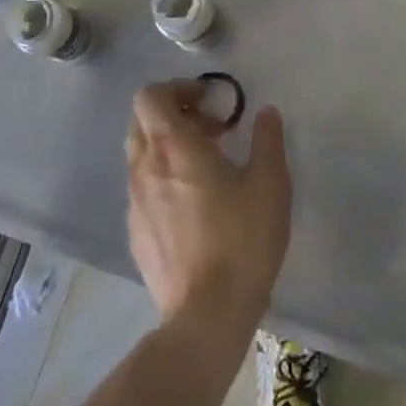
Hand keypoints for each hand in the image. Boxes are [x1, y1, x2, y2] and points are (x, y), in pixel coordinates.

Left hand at [126, 80, 290, 341]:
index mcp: (173, 146)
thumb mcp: (270, 183)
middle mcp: (145, 167)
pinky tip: (194, 206)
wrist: (207, 316)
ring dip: (168, 147)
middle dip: (173, 114)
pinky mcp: (135, 233)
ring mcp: (135, 202)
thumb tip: (266, 113)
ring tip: (206, 167)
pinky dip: (162, 180)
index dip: (177, 88)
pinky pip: (143, 189)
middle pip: (142, 121)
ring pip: (141, 155)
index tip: (209, 101)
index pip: (150, 96)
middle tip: (210, 129)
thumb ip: (267, 139)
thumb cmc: (242, 240)